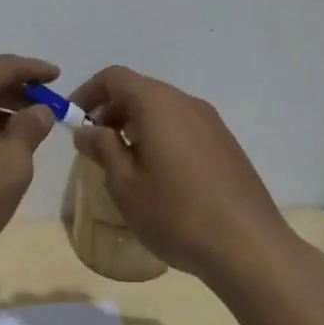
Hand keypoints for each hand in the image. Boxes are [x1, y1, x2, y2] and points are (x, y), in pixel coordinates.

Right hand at [68, 65, 294, 286]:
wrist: (250, 247)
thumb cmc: (177, 213)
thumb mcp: (126, 185)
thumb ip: (102, 149)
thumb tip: (87, 130)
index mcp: (157, 103)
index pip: (114, 77)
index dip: (88, 92)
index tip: (74, 119)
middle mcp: (185, 101)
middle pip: (140, 90)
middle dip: (112, 111)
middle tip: (95, 146)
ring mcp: (210, 122)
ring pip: (163, 109)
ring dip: (136, 125)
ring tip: (125, 164)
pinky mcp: (226, 144)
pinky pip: (183, 126)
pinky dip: (162, 136)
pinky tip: (160, 177)